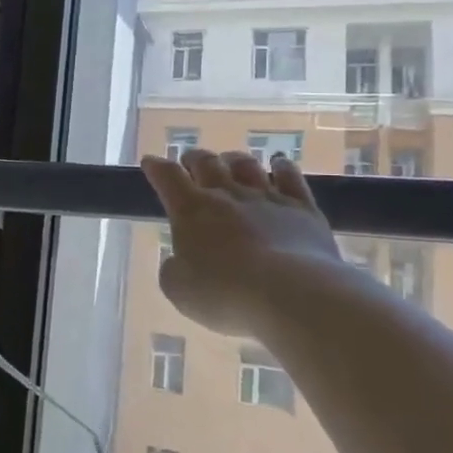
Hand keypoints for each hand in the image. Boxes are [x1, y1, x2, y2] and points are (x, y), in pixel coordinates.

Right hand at [141, 149, 346, 338]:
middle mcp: (227, 195)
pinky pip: (291, 177)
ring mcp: (267, 198)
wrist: (292, 294)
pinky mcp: (303, 209)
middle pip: (206, 162)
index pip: (167, 177)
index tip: (150, 161)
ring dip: (234, 159)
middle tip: (190, 160)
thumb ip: (173, 269)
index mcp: (191, 210)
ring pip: (246, 165)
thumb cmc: (225, 293)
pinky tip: (280, 164)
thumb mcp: (179, 289)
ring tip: (230, 161)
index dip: (156, 167)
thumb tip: (178, 260)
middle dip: (194, 158)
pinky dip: (282, 167)